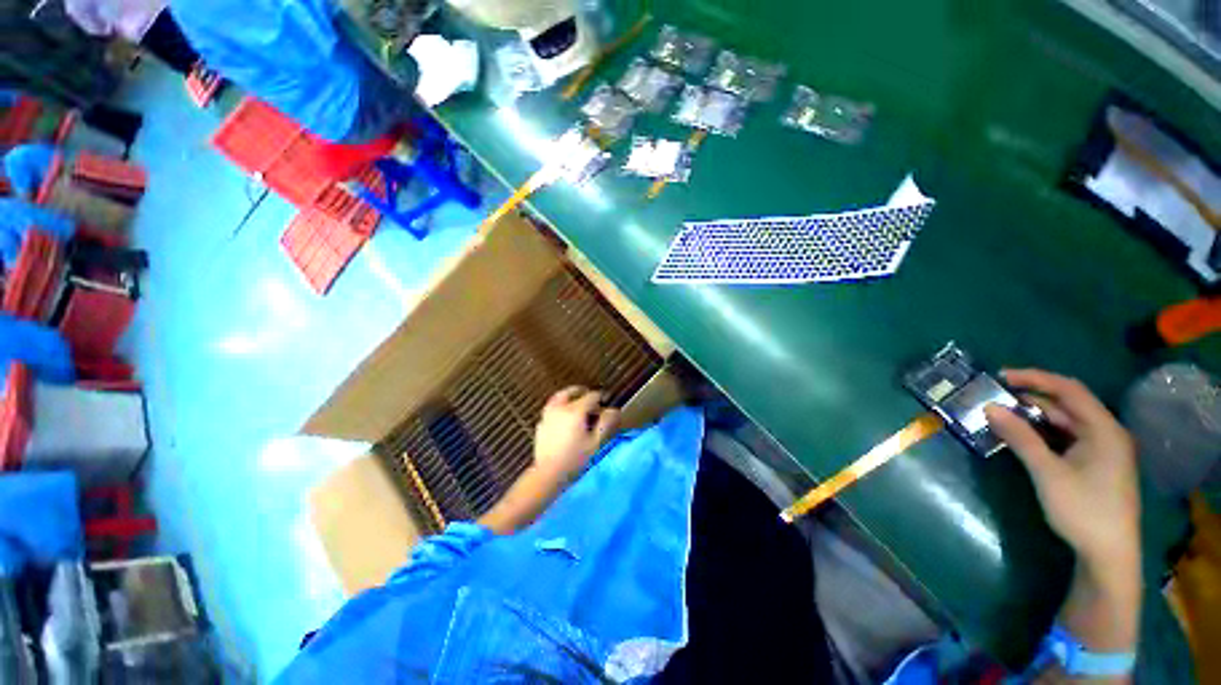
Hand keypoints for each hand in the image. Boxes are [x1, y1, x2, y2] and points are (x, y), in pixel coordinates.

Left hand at [532, 386, 620, 481]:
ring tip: (577, 404)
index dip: (601, 398)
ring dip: (570, 397)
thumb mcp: (595, 442)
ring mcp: (548, 414)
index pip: (592, 396)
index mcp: (576, 410)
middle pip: (572, 391)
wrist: (548, 473)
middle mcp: (560, 407)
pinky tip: (564, 417)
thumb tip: (614, 410)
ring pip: (559, 396)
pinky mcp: (541, 423)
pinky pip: (552, 407)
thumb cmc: (575, 459)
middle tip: (591, 400)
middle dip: (584, 393)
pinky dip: (560, 406)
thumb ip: (605, 423)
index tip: (606, 403)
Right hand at [984, 370, 1139, 569]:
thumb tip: (989, 407)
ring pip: (1065, 423)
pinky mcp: (1094, 464)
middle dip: (1031, 398)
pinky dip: (1043, 434)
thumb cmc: (1083, 510)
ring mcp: (1101, 450)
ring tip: (1002, 416)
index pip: (1069, 390)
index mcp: (1104, 429)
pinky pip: (1066, 439)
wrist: (1108, 555)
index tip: (1001, 376)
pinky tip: (1022, 438)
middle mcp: (1106, 433)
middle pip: (1067, 405)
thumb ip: (1020, 437)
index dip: (1035, 378)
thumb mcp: (1048, 473)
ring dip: (1034, 417)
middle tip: (995, 398)